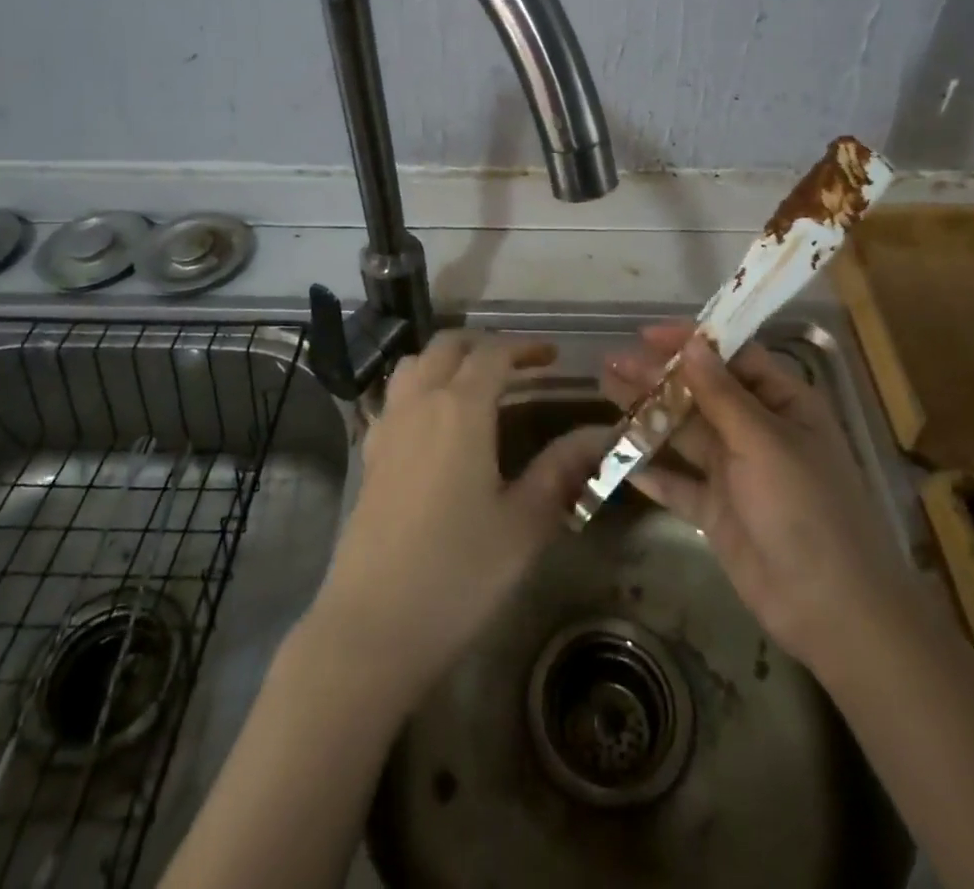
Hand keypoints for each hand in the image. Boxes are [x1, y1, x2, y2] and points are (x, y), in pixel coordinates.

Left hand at [309, 331, 612, 697]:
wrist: (371, 628)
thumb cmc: (458, 574)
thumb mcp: (524, 523)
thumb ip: (563, 468)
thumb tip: (604, 434)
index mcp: (460, 409)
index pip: (494, 354)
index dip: (525, 348)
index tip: (554, 357)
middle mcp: (419, 403)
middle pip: (448, 346)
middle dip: (486, 345)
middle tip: (520, 366)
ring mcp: (387, 426)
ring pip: (415, 364)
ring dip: (447, 359)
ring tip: (477, 383)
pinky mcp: (369, 454)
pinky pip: (394, 396)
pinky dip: (419, 386)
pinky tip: (435, 422)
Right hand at [601, 324, 909, 668]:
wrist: (831, 609)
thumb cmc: (805, 509)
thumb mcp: (764, 442)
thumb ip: (722, 394)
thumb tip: (693, 343)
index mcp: (782, 404)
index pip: (732, 357)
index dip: (690, 342)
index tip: (646, 335)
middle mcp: (757, 431)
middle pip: (700, 393)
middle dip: (657, 377)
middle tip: (611, 363)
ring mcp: (735, 472)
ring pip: (683, 433)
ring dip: (646, 414)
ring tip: (605, 391)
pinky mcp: (717, 511)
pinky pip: (677, 483)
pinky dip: (650, 471)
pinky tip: (618, 458)